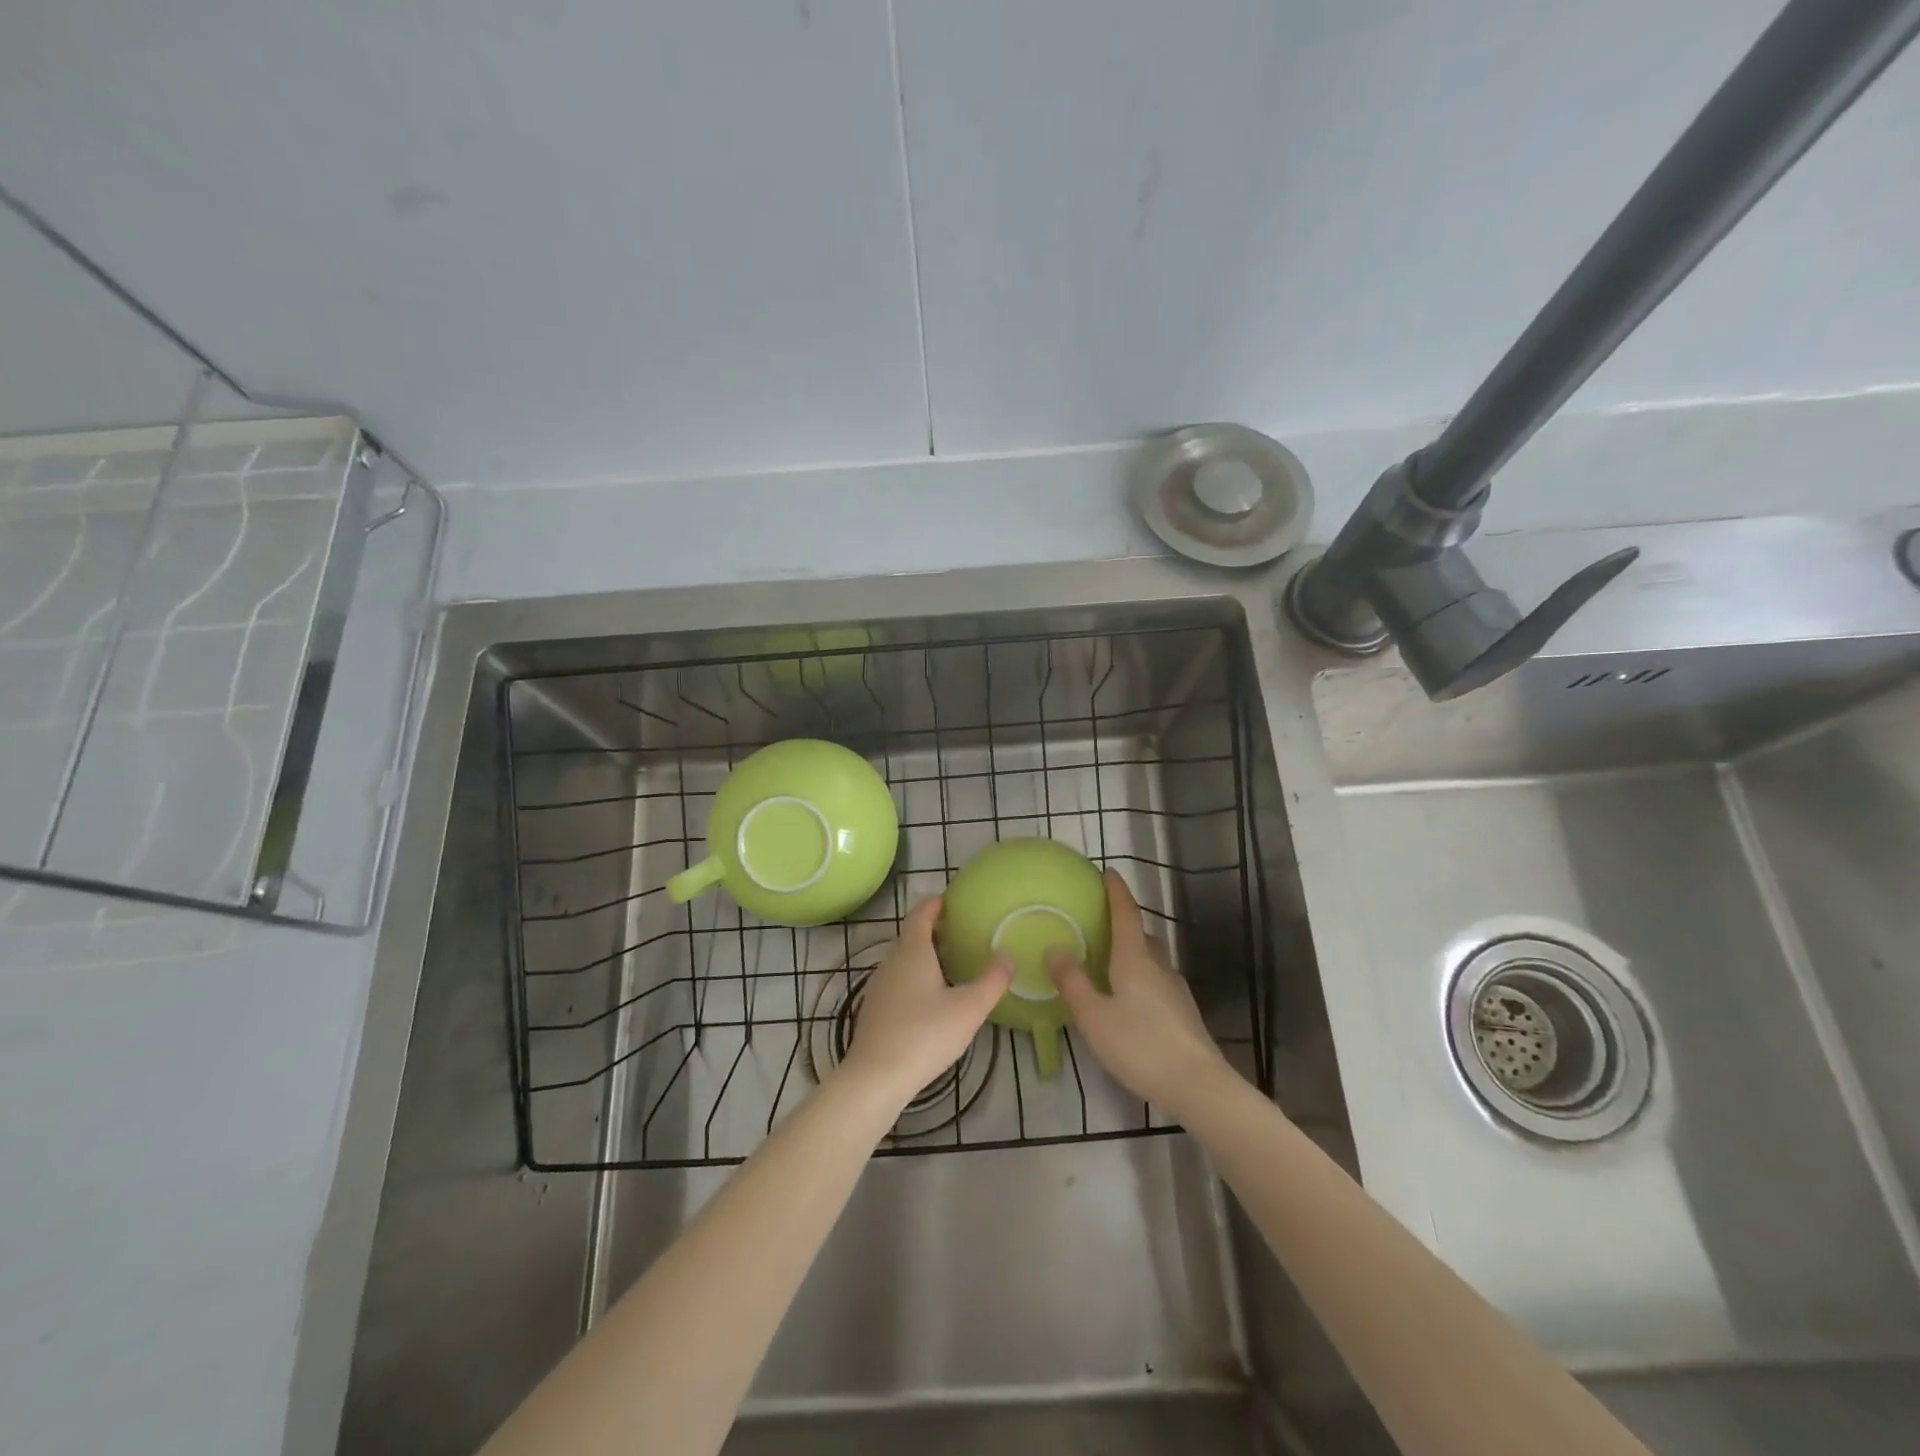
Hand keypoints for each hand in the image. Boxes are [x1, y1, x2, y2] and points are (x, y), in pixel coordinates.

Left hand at [841, 897, 1010, 1110]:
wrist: (876, 1076)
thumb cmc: (925, 1034)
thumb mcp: (969, 1008)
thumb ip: (992, 980)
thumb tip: (1007, 955)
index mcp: (913, 951)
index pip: (920, 914)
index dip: (934, 904)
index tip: (949, 899)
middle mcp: (892, 962)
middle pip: (911, 936)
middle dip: (933, 930)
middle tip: (960, 933)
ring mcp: (879, 987)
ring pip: (903, 960)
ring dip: (924, 956)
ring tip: (950, 964)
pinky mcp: (875, 1010)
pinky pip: (898, 981)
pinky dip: (915, 978)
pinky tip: (931, 999)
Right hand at [1047, 870, 1230, 1118]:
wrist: (1199, 1086)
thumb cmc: (1140, 1046)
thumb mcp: (1094, 1016)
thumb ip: (1073, 982)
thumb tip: (1054, 947)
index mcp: (1135, 960)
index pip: (1126, 914)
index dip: (1116, 892)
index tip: (1107, 872)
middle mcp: (1159, 967)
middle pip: (1141, 935)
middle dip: (1123, 923)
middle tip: (1100, 922)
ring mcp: (1175, 990)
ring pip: (1152, 960)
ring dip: (1133, 952)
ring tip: (1110, 962)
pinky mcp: (1184, 1013)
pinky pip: (1158, 982)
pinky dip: (1142, 977)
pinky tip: (1131, 1000)